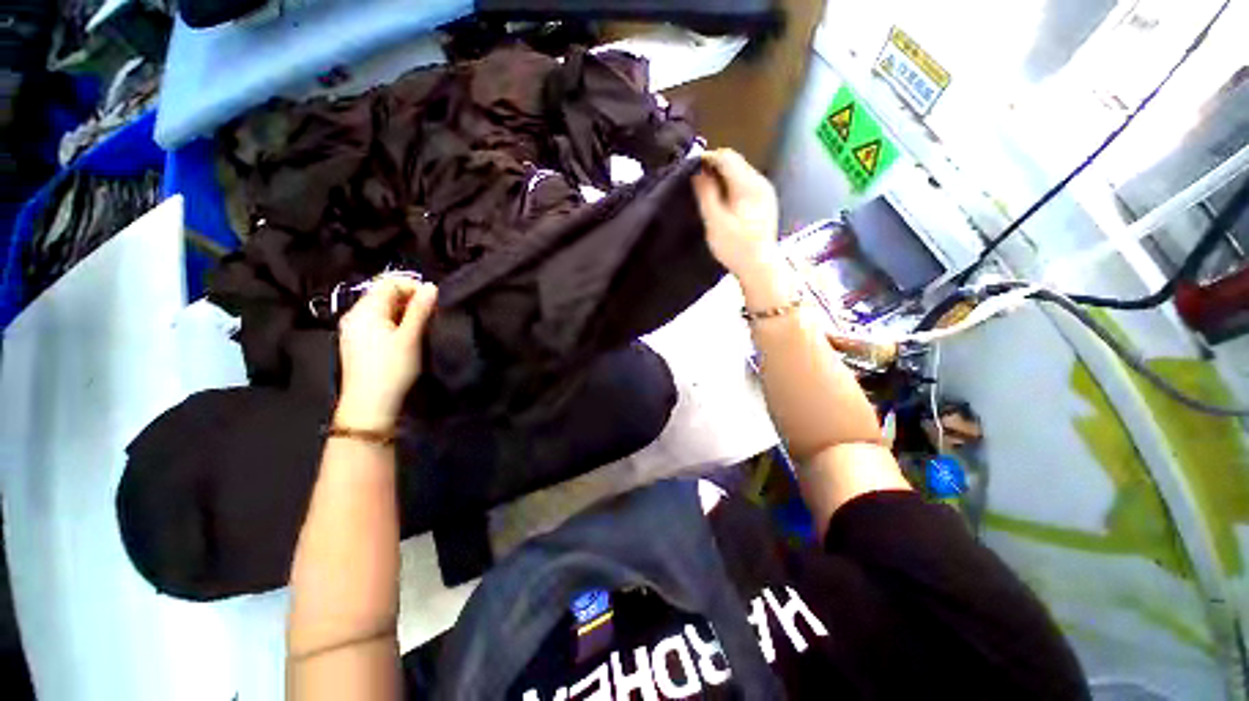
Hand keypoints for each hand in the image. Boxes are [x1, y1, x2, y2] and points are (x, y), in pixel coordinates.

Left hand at [335, 277, 437, 430]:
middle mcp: (355, 315)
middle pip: (384, 295)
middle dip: (410, 300)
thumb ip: (420, 309)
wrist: (370, 405)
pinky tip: (406, 338)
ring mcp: (353, 330)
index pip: (389, 283)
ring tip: (422, 327)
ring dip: (404, 313)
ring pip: (382, 310)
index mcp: (364, 310)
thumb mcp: (410, 337)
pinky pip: (377, 323)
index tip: (433, 302)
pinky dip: (394, 323)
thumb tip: (431, 286)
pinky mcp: (357, 343)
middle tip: (431, 316)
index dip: (413, 287)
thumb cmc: (392, 368)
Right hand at [692, 149, 780, 276]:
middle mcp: (760, 183)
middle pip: (734, 163)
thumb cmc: (735, 247)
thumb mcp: (715, 221)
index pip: (726, 157)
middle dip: (713, 168)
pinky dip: (730, 187)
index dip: (706, 159)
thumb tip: (697, 170)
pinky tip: (720, 202)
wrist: (759, 268)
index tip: (689, 169)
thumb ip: (706, 193)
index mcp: (749, 185)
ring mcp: (764, 192)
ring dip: (721, 178)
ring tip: (704, 193)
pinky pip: (744, 186)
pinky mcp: (764, 203)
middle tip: (694, 183)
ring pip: (739, 174)